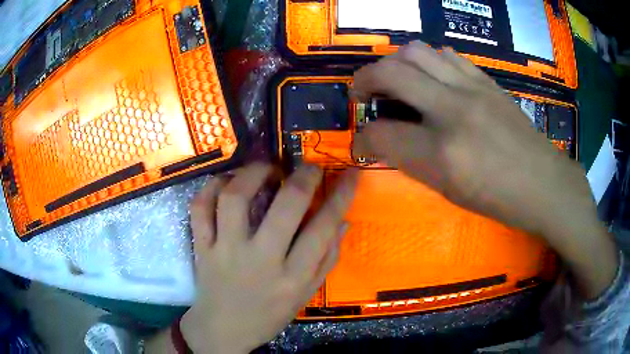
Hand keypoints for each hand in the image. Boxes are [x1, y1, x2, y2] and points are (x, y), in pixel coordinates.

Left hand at [181, 163, 356, 352]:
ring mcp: (225, 251)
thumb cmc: (268, 315)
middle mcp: (260, 260)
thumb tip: (343, 221)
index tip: (351, 173)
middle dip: (304, 177)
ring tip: (267, 169)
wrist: (222, 329)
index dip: (342, 194)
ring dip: (253, 173)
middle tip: (308, 167)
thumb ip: (326, 260)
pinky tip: (226, 183)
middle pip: (285, 206)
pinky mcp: (201, 247)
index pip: (324, 227)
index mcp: (292, 277)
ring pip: (235, 198)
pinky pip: (200, 208)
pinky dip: (211, 188)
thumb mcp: (305, 295)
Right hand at [353, 41, 617, 298]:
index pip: (382, 134)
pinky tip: (430, 76)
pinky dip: (428, 61)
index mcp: (443, 154)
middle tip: (362, 92)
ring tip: (395, 79)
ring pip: (417, 51)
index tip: (362, 139)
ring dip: (395, 63)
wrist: (544, 183)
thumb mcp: (451, 192)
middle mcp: (453, 112)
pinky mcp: (486, 81)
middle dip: (364, 79)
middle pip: (391, 72)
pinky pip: (447, 55)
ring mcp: (472, 89)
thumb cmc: (499, 200)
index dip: (363, 137)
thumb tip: (389, 140)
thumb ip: (415, 161)